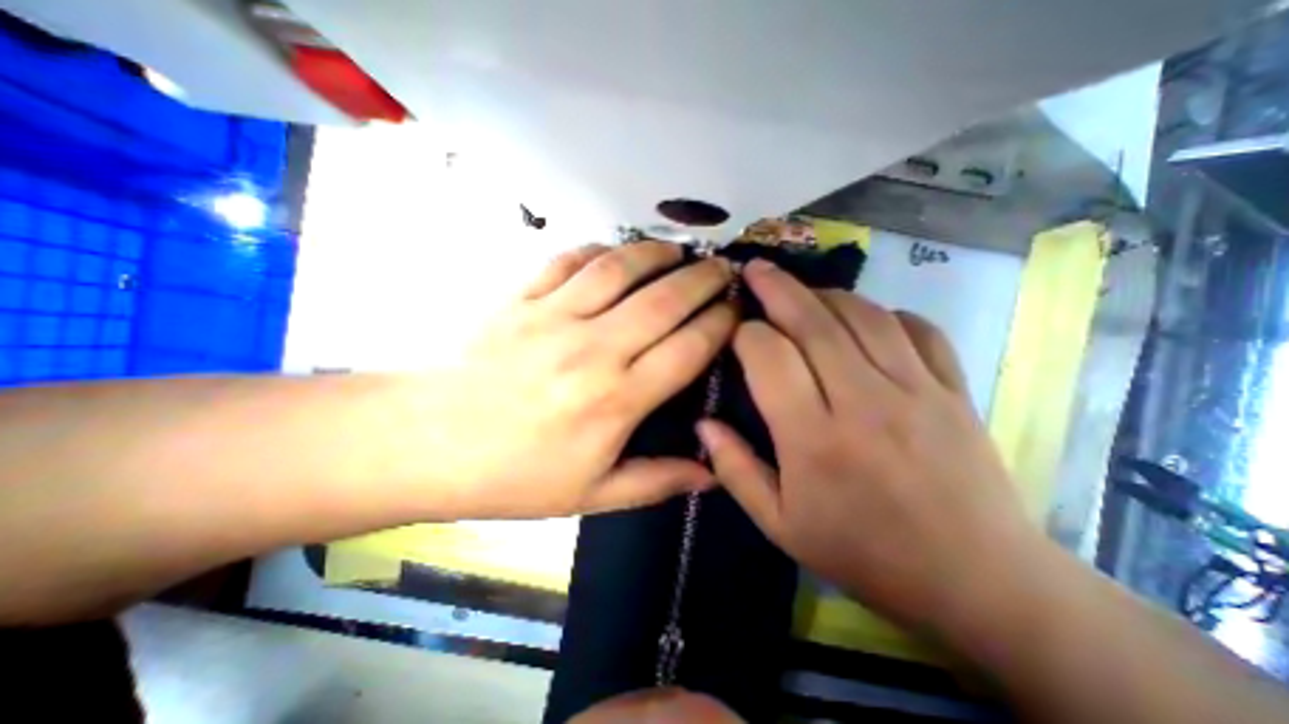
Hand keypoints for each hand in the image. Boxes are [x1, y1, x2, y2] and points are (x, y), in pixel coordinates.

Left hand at [419, 244, 729, 520]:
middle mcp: (593, 349)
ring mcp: (554, 316)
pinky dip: (599, 250)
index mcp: (616, 400)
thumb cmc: (513, 476)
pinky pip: (568, 260)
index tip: (735, 312)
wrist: (427, 442)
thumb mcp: (591, 495)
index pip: (687, 349)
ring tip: (679, 249)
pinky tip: (615, 252)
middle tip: (722, 269)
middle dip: (703, 279)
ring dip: (657, 253)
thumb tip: (712, 473)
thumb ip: (656, 481)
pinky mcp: (520, 298)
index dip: (719, 325)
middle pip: (665, 300)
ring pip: (620, 268)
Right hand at [697, 261, 1035, 633]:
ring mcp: (916, 390)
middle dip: (777, 288)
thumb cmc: (863, 553)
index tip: (734, 332)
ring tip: (802, 292)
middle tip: (755, 269)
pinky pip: (918, 329)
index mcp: (813, 438)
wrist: (977, 583)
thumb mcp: (779, 525)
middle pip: (813, 321)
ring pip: (863, 315)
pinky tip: (866, 318)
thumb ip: (735, 469)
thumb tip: (703, 424)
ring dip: (825, 295)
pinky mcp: (954, 390)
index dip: (745, 334)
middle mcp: (863, 402)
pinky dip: (885, 313)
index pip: (769, 356)